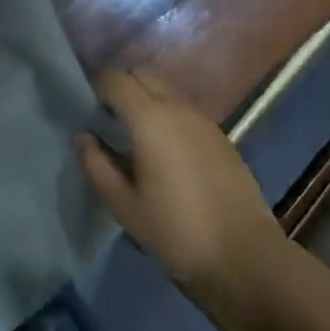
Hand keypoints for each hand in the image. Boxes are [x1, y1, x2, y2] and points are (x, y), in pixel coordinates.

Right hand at [76, 70, 287, 321]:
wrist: (246, 256)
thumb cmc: (177, 232)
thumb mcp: (125, 206)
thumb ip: (97, 166)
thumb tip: (83, 137)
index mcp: (149, 118)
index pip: (115, 79)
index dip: (96, 85)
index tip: (84, 105)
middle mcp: (177, 107)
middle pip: (142, 74)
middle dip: (121, 85)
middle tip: (106, 116)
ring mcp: (203, 119)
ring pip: (165, 88)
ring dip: (145, 97)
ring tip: (133, 132)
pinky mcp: (220, 135)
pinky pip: (184, 108)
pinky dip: (167, 112)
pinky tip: (164, 147)